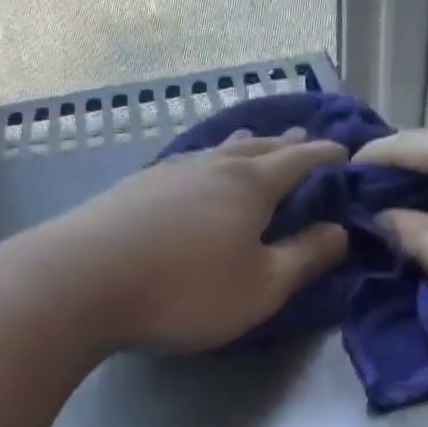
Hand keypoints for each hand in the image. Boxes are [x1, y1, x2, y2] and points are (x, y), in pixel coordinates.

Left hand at [43, 129, 350, 353]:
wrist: (82, 281)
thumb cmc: (185, 290)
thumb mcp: (260, 287)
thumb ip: (304, 258)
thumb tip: (340, 230)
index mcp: (250, 185)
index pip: (299, 161)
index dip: (325, 155)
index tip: (346, 150)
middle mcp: (210, 167)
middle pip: (257, 147)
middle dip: (285, 143)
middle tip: (303, 136)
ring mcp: (166, 173)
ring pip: (216, 151)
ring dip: (243, 147)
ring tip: (253, 142)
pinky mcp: (132, 189)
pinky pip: (185, 165)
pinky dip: (205, 163)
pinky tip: (193, 171)